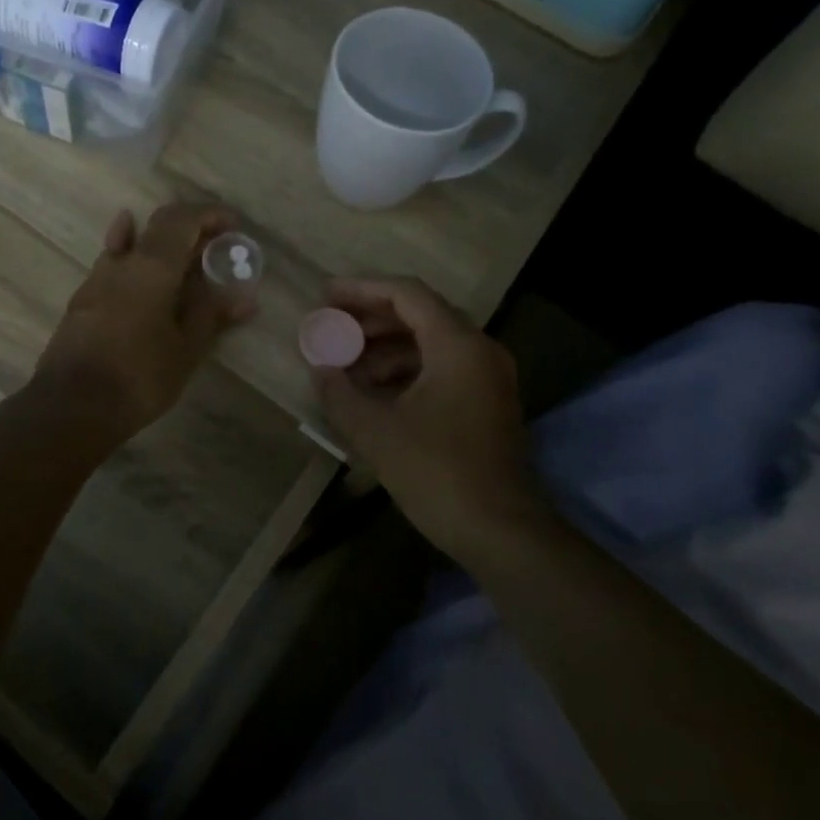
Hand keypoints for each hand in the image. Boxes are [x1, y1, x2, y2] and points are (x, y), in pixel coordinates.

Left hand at [34, 203, 252, 444]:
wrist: (72, 405)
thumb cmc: (139, 376)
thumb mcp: (185, 349)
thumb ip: (211, 315)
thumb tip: (243, 298)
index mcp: (153, 266)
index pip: (183, 219)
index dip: (210, 215)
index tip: (233, 228)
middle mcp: (123, 262)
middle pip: (159, 225)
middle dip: (191, 229)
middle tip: (216, 248)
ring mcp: (97, 278)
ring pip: (133, 244)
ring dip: (163, 244)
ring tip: (186, 260)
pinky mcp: (84, 299)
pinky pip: (113, 264)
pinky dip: (132, 255)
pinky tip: (136, 262)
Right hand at [310, 276, 546, 564]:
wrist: (500, 531)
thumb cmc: (436, 472)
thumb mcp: (376, 431)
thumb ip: (339, 393)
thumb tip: (319, 368)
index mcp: (457, 345)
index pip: (407, 294)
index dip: (362, 289)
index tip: (326, 295)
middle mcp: (479, 350)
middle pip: (420, 314)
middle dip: (370, 319)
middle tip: (330, 326)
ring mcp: (487, 377)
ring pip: (429, 343)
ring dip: (385, 347)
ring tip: (344, 364)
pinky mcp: (485, 402)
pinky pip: (440, 367)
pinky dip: (404, 370)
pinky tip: (372, 391)